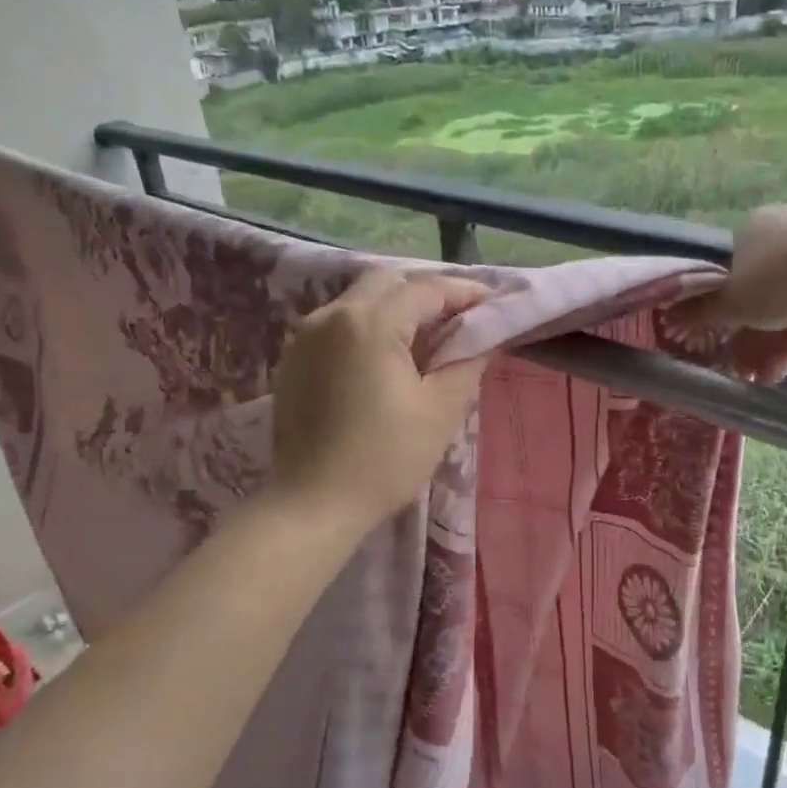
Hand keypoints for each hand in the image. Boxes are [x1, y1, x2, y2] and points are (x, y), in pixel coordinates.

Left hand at [270, 270, 490, 530]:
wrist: (313, 504)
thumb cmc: (385, 459)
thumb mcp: (440, 411)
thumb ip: (467, 362)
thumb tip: (485, 337)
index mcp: (369, 323)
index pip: (426, 289)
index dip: (464, 293)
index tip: (493, 304)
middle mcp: (331, 316)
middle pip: (388, 283)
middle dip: (427, 294)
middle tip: (458, 323)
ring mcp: (305, 336)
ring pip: (359, 301)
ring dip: (396, 309)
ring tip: (425, 341)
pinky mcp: (293, 359)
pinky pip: (338, 324)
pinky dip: (368, 327)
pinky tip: (385, 360)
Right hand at [673, 206, 786, 379]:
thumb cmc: (777, 281)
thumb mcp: (731, 304)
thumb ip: (702, 312)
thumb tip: (669, 318)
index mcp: (754, 225)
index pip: (737, 259)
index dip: (736, 293)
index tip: (740, 321)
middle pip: (773, 275)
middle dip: (767, 319)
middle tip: (764, 351)